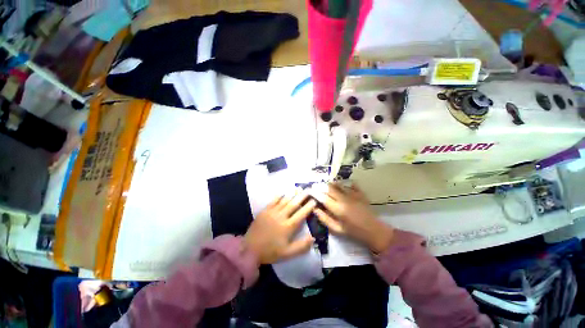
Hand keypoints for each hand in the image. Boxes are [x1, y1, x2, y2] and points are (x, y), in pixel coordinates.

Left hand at [244, 192, 315, 264]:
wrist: (249, 249)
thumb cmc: (270, 252)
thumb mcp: (287, 254)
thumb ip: (301, 246)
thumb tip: (313, 238)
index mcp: (288, 227)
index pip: (301, 214)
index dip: (308, 207)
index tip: (314, 200)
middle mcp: (281, 217)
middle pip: (294, 204)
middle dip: (302, 197)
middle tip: (308, 190)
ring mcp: (272, 212)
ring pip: (284, 201)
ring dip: (292, 194)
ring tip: (298, 188)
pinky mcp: (264, 211)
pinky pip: (273, 201)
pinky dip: (279, 196)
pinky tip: (283, 192)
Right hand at [310, 183, 393, 253]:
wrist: (373, 231)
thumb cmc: (353, 232)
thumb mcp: (336, 229)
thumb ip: (324, 218)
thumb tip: (314, 209)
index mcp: (338, 209)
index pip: (323, 197)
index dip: (315, 193)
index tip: (310, 191)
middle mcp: (344, 199)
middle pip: (329, 188)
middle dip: (320, 186)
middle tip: (315, 186)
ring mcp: (353, 195)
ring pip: (338, 185)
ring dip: (330, 184)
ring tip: (325, 185)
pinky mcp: (360, 193)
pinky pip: (350, 185)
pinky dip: (344, 184)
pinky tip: (340, 185)